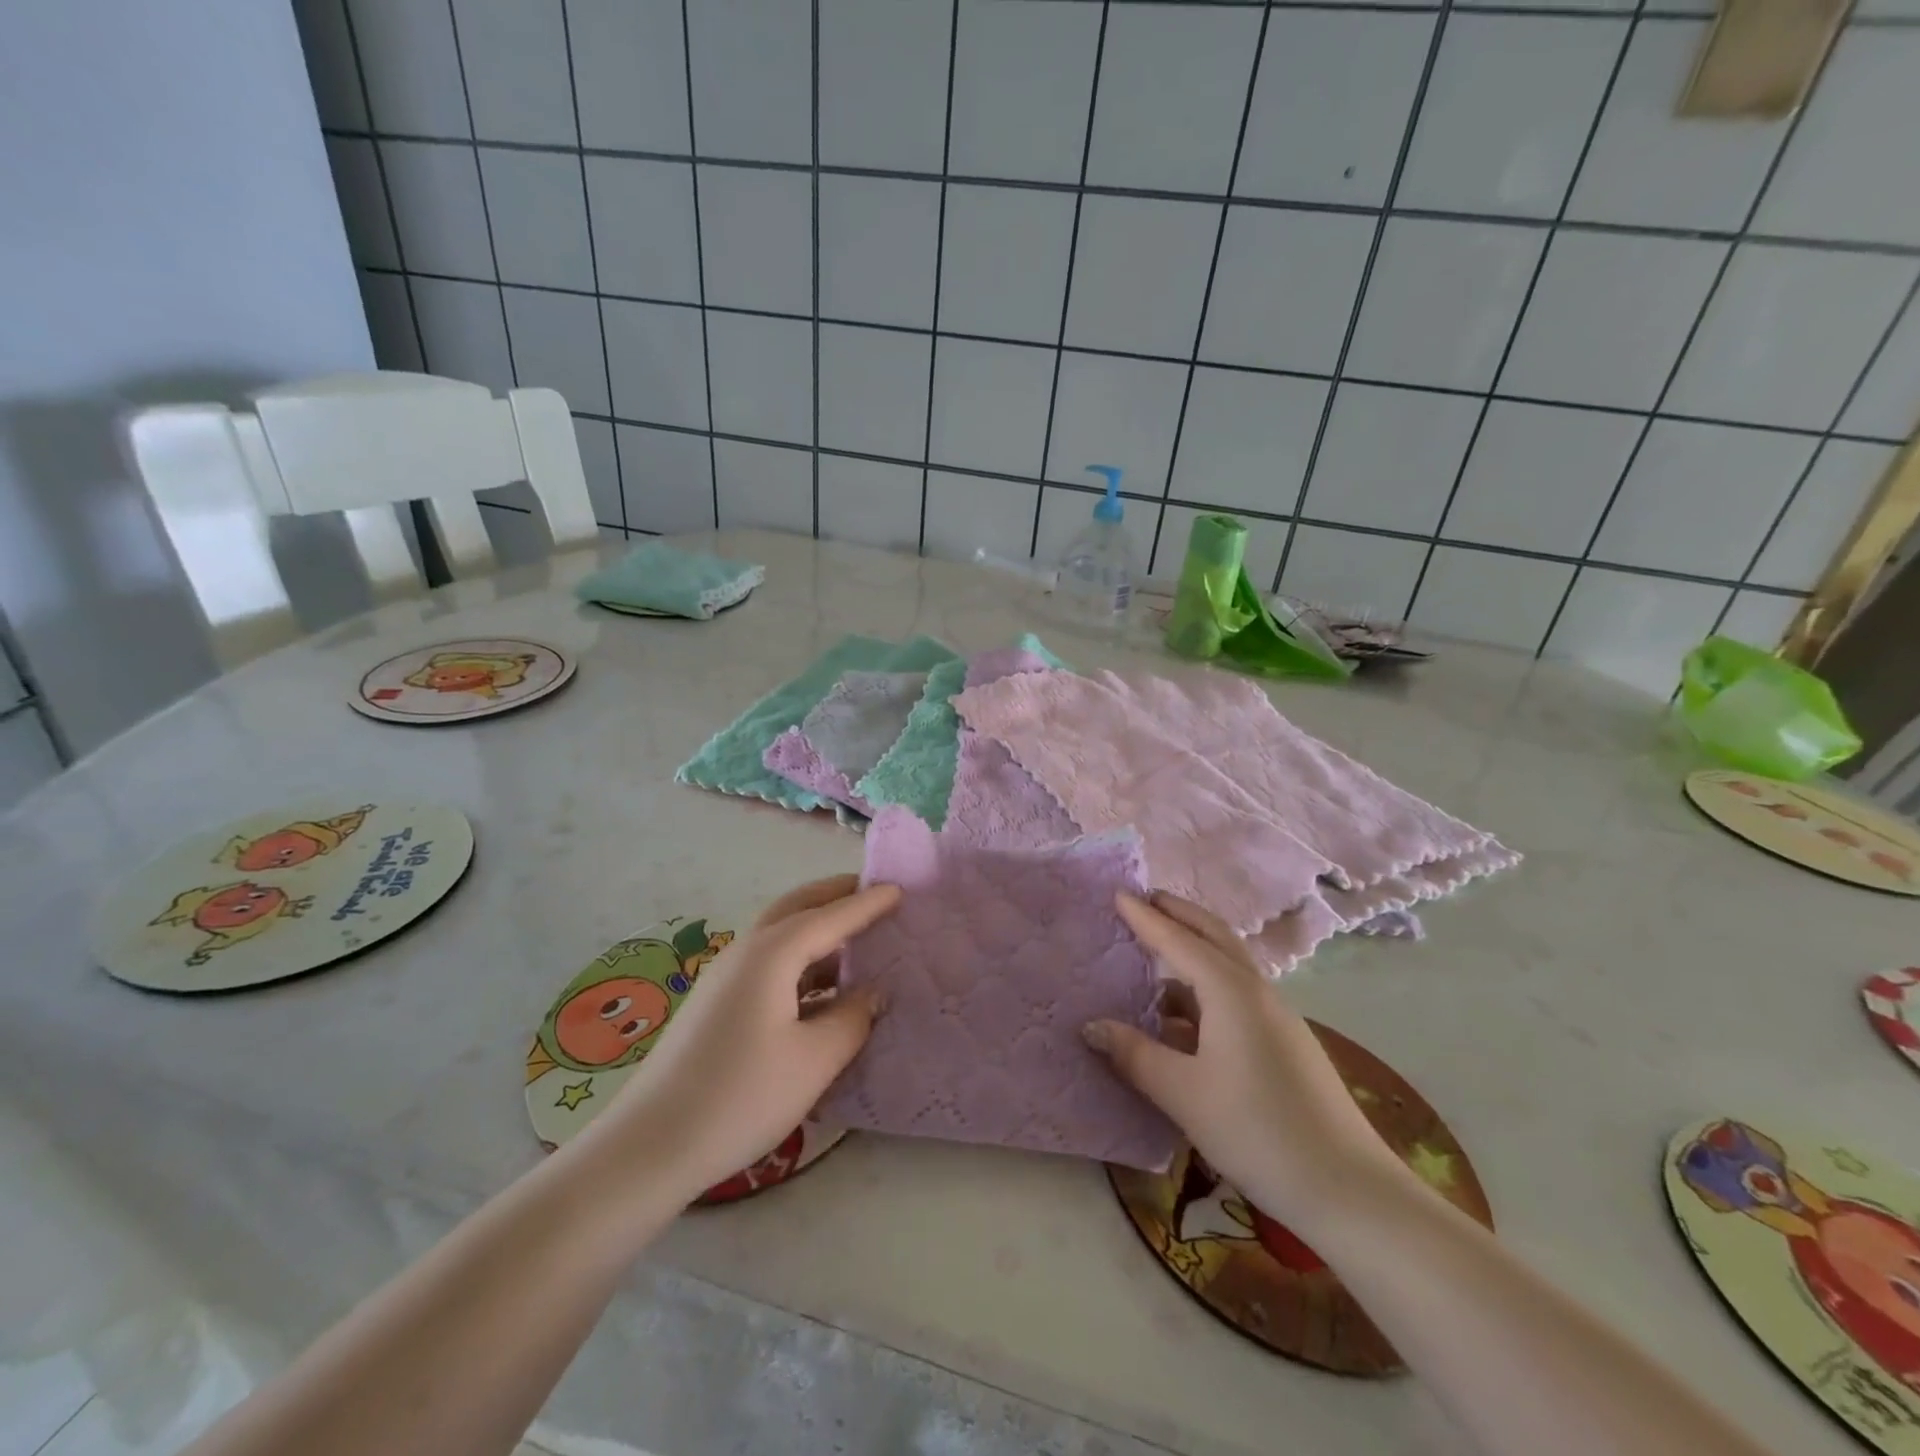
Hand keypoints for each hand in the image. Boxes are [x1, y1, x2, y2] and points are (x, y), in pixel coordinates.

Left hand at [593, 875, 900, 1200]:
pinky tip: (821, 988)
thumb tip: (873, 993)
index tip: (900, 890)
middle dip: (835, 896)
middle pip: (797, 907)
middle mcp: (746, 951)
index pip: (831, 916)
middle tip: (873, 893)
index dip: (867, 903)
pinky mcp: (716, 1003)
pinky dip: (801, 959)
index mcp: (772, 953)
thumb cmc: (742, 1096)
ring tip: (856, 939)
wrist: (651, 1145)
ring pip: (780, 934)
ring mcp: (725, 977)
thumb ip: (853, 1018)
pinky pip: (769, 962)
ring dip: (818, 927)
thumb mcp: (814, 1059)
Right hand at [1084, 891, 1405, 1226]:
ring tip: (1157, 954)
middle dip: (1179, 914)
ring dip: (1194, 949)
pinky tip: (1184, 1016)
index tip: (1118, 893)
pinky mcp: (1285, 1042)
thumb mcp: (1183, 1093)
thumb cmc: (1256, 1130)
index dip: (1145, 918)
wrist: (1348, 1188)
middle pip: (1214, 936)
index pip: (1178, 940)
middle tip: (1145, 900)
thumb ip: (1135, 1054)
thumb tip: (1091, 1026)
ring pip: (1228, 965)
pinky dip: (1206, 986)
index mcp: (1230, 991)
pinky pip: (1236, 994)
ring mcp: (1276, 1016)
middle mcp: (1256, 991)